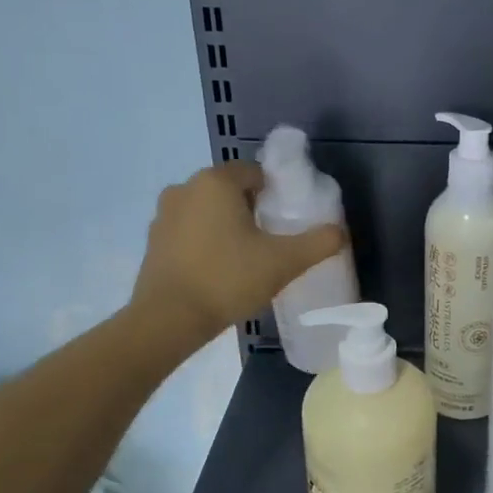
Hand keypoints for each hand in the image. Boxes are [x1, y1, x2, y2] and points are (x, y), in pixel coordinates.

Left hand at [128, 161, 347, 346]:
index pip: (255, 173)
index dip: (275, 194)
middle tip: (270, 241)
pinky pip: (188, 231)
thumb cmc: (228, 279)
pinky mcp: (153, 242)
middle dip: (251, 209)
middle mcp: (185, 188)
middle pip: (230, 190)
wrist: (169, 319)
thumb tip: (340, 232)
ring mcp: (164, 215)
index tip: (286, 221)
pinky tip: (218, 270)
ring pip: (207, 211)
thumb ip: (318, 242)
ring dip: (226, 225)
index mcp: (216, 182)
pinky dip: (204, 242)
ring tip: (245, 258)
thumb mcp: (284, 261)